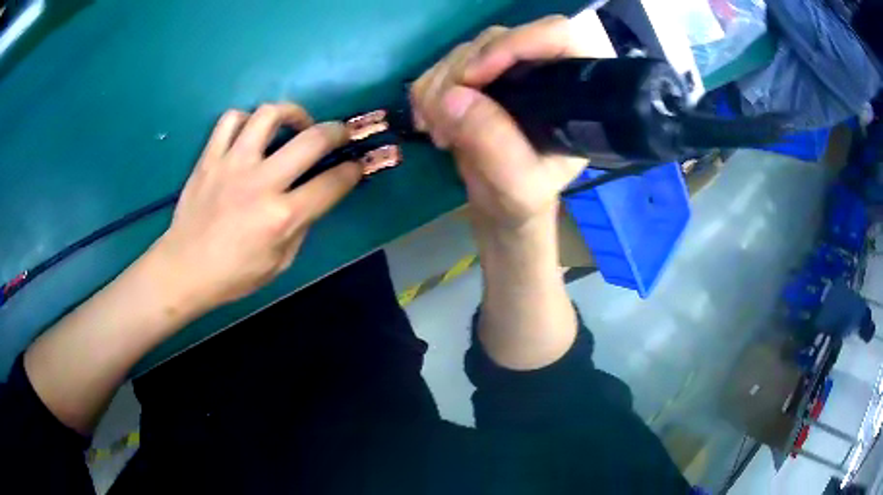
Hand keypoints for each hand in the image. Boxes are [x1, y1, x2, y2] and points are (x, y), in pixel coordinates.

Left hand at [153, 103, 360, 307]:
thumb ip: (301, 227)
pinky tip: (251, 132)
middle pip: (312, 139)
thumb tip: (312, 198)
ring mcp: (232, 165)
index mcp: (282, 217)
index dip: (353, 170)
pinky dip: (246, 119)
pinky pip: (230, 120)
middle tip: (338, 133)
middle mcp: (261, 183)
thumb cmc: (233, 275)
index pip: (332, 183)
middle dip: (337, 131)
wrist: (184, 269)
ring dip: (291, 113)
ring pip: (269, 115)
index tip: (356, 165)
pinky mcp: (209, 158)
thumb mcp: (280, 263)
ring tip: (294, 124)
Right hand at [410, 15, 613, 230]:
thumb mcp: (518, 182)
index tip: (476, 75)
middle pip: (498, 39)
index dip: (516, 44)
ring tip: (440, 133)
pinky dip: (427, 91)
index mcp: (576, 89)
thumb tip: (450, 97)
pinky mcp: (477, 76)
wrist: (501, 204)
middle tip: (444, 117)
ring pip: (465, 50)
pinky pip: (441, 66)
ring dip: (439, 87)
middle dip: (462, 73)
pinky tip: (431, 124)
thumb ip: (494, 142)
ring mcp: (507, 69)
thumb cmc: (525, 197)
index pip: (557, 36)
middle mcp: (544, 68)